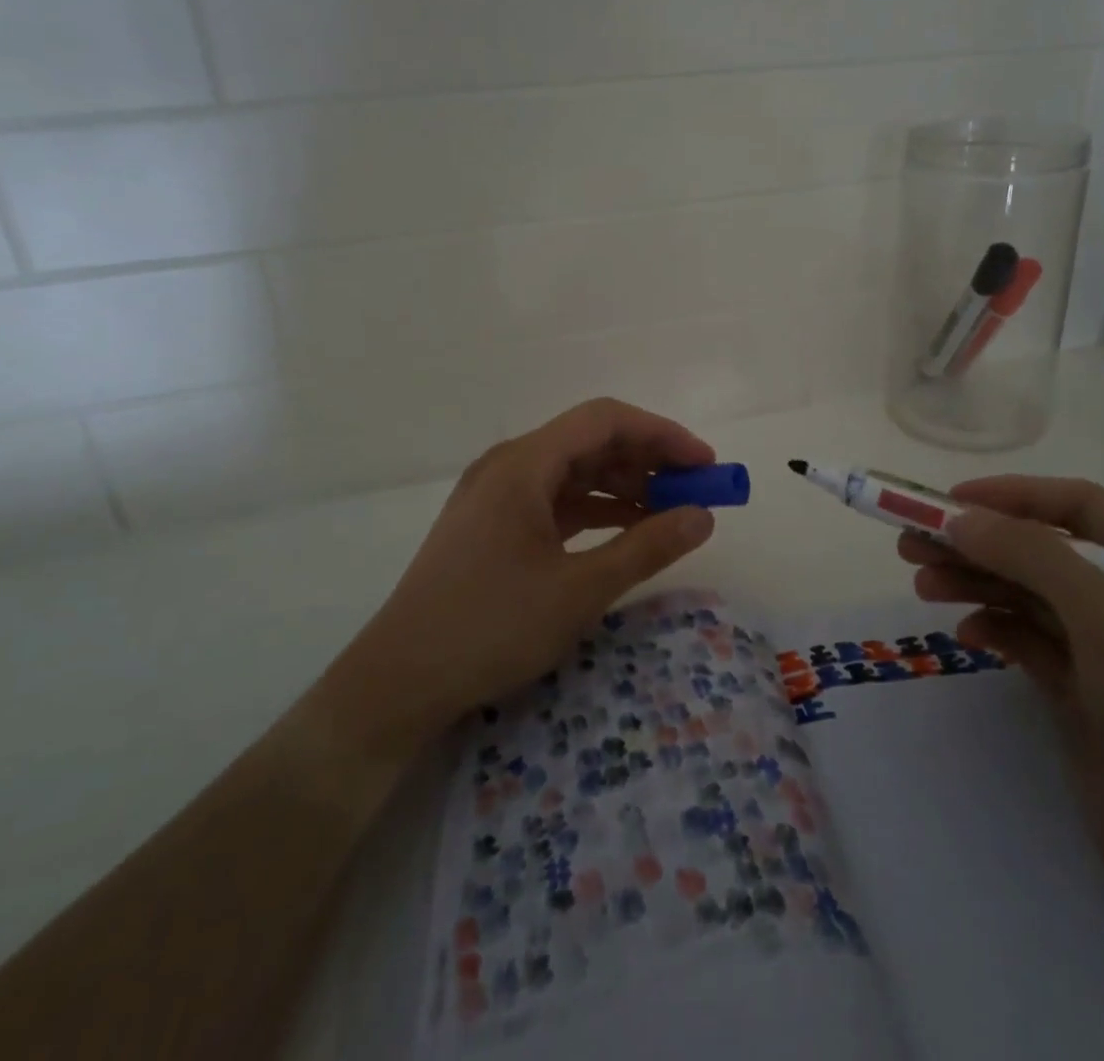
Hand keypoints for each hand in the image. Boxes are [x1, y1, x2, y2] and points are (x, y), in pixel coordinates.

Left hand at [309, 399, 718, 760]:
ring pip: (574, 471)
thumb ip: (647, 547)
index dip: (662, 434)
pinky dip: (595, 509)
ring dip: (624, 486)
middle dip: (648, 460)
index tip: (705, 465)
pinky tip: (626, 531)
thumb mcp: (579, 590)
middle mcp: (508, 465)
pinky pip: (555, 500)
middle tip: (696, 491)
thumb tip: (704, 516)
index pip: (605, 420)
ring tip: (670, 512)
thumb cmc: (490, 627)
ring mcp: (496, 495)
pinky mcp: (492, 524)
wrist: (397, 683)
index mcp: (524, 463)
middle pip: (590, 441)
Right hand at [899, 476, 1103, 959]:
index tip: (949, 501)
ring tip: (921, 583)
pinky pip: (1031, 642)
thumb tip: (961, 518)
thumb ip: (1033, 557)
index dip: (1013, 495)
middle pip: (1044, 552)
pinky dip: (997, 630)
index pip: (1080, 507)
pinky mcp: (1086, 696)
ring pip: (1031, 597)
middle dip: (980, 543)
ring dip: (977, 583)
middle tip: (912, 544)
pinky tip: (967, 634)